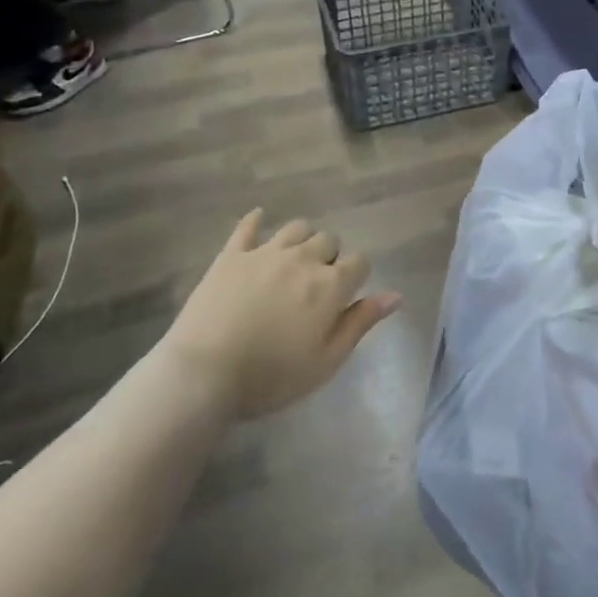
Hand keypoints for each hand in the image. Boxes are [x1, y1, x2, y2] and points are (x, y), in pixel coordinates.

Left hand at [165, 211, 400, 419]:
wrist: (203, 374)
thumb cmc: (271, 376)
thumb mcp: (326, 361)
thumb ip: (360, 323)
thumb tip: (394, 295)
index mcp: (330, 286)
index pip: (359, 263)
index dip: (357, 276)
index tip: (346, 296)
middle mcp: (303, 260)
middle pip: (328, 240)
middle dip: (329, 257)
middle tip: (316, 285)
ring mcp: (265, 253)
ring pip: (296, 228)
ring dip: (302, 240)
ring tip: (293, 261)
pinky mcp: (231, 256)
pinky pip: (247, 227)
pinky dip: (255, 221)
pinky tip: (258, 220)